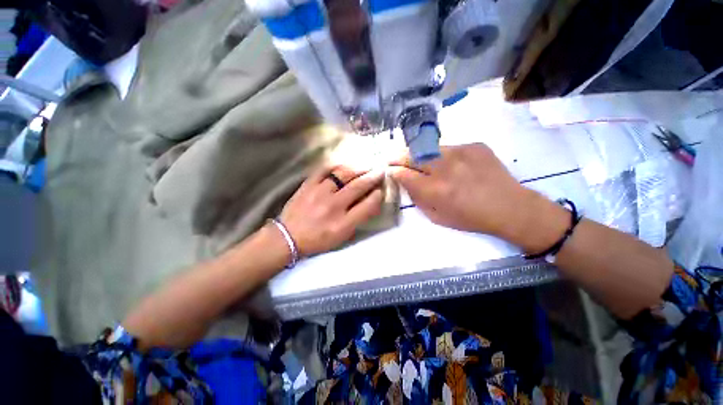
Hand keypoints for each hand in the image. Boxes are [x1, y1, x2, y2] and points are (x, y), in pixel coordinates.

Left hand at [278, 165, 383, 256]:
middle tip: (380, 170)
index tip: (381, 189)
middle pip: (358, 186)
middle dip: (373, 177)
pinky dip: (336, 165)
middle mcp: (333, 206)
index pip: (367, 205)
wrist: (288, 237)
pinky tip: (344, 164)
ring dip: (357, 168)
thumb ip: (357, 219)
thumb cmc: (318, 240)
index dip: (378, 195)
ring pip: (343, 174)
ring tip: (365, 165)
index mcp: (343, 224)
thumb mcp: (342, 236)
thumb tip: (370, 202)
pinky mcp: (308, 185)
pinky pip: (324, 169)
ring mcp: (319, 193)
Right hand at [390, 143, 567, 251]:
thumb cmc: (470, 218)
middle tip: (392, 158)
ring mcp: (461, 153)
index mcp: (435, 190)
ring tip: (417, 159)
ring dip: (418, 154)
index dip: (394, 171)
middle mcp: (445, 168)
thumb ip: (417, 198)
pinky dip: (442, 155)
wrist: (509, 206)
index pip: (404, 174)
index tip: (390, 170)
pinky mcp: (474, 145)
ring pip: (429, 148)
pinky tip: (449, 164)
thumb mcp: (437, 217)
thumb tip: (406, 182)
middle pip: (413, 155)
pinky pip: (449, 148)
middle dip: (399, 157)